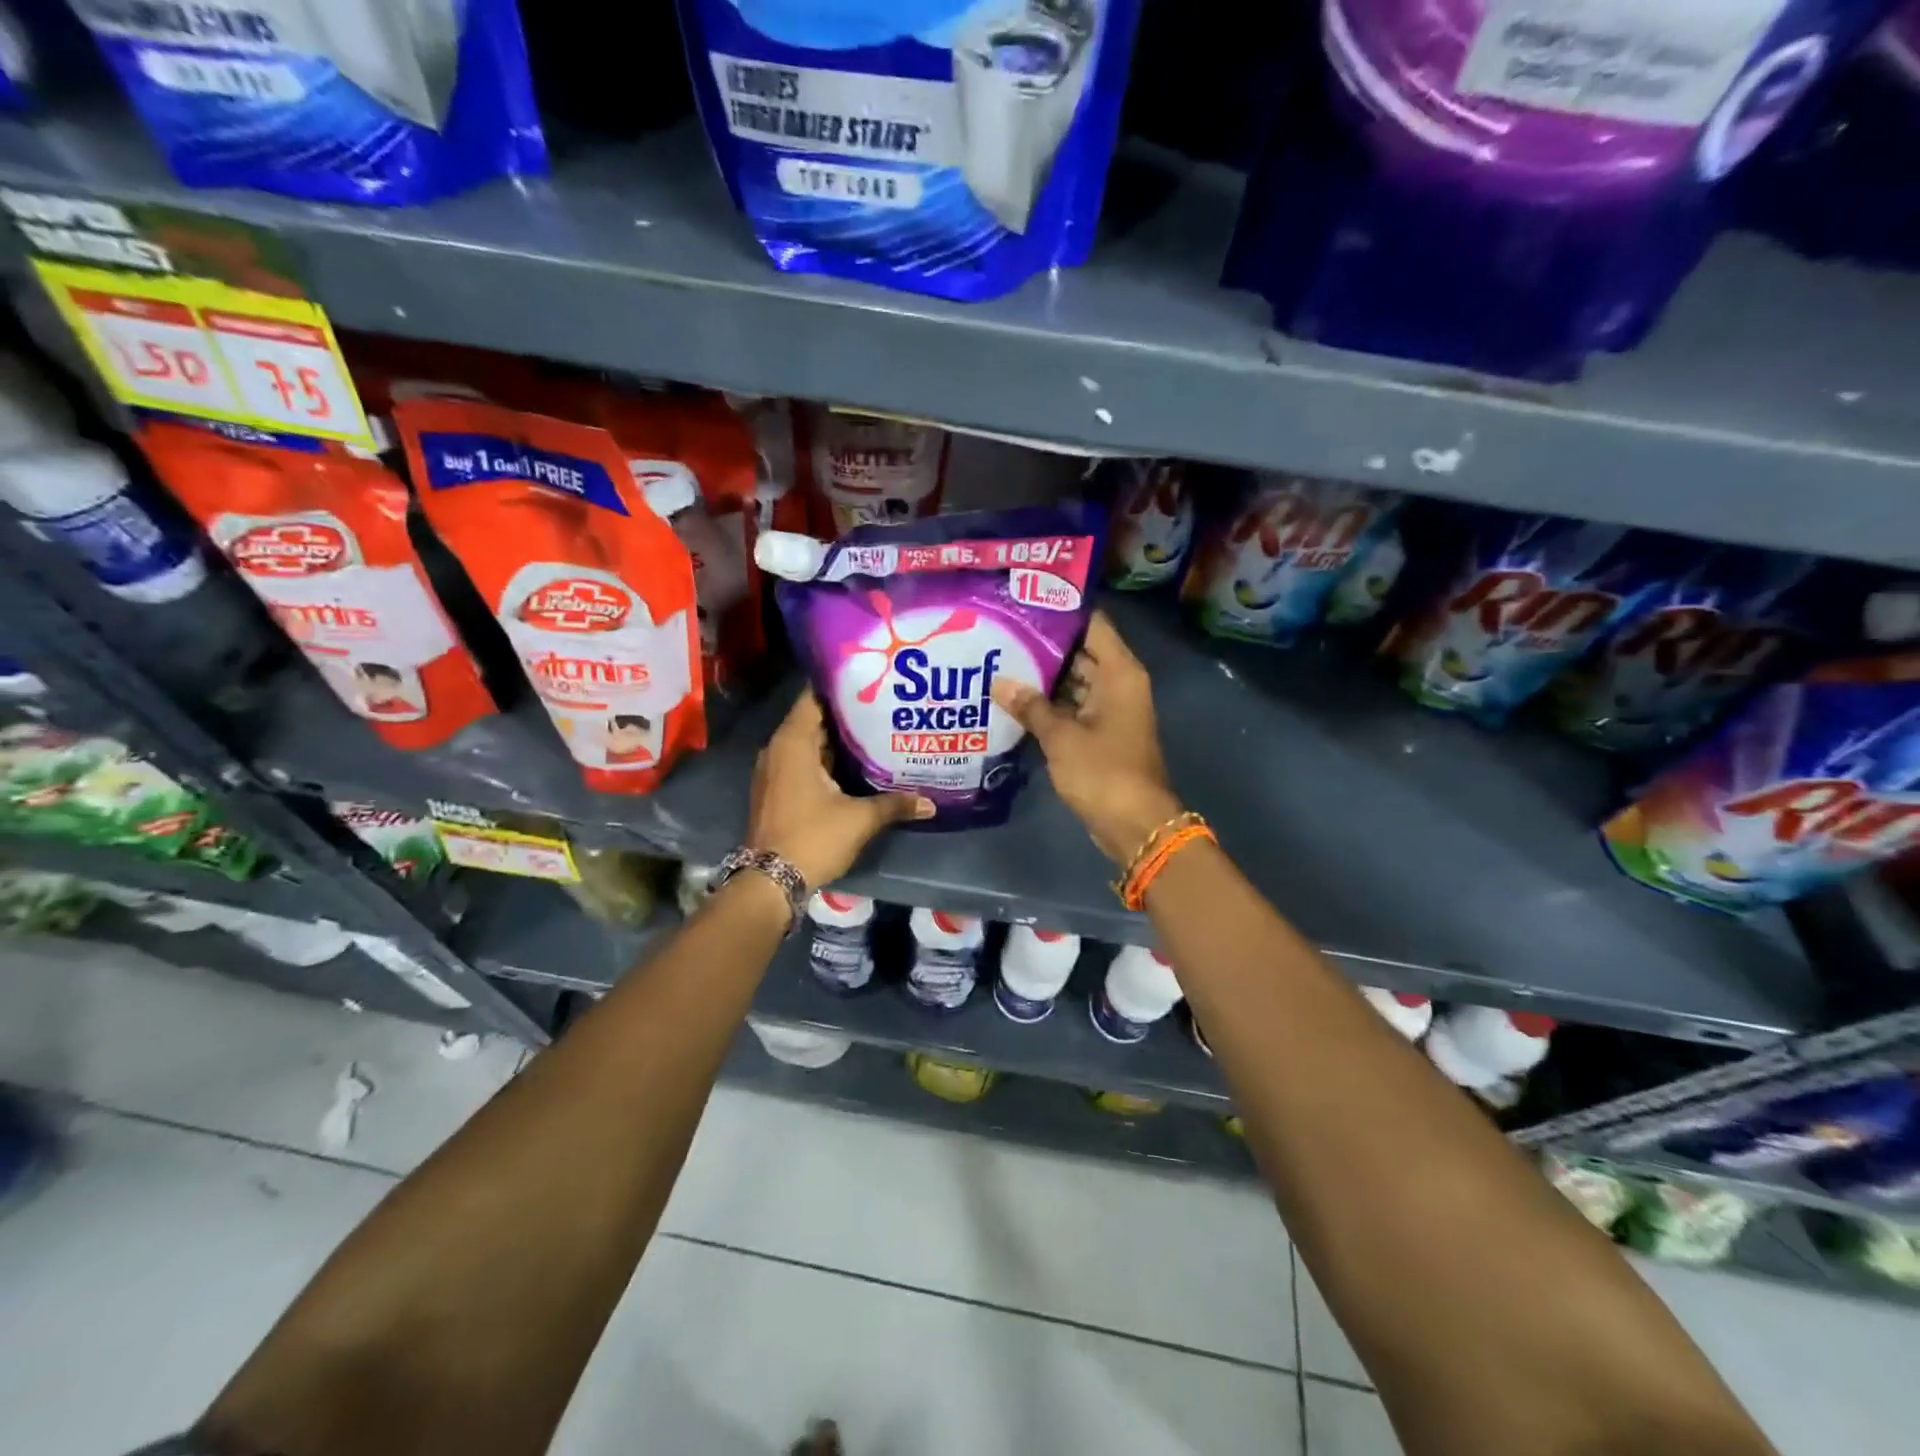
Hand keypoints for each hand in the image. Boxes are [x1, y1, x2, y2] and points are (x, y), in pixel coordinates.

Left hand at [746, 689, 933, 887]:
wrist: (770, 881)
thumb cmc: (813, 837)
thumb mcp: (860, 819)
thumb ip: (895, 804)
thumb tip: (931, 802)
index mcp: (793, 742)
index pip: (814, 697)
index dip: (841, 686)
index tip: (870, 678)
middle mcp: (778, 749)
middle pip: (814, 719)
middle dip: (847, 714)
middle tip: (883, 705)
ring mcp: (774, 770)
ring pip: (809, 743)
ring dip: (837, 739)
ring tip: (876, 730)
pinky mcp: (777, 790)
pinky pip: (803, 762)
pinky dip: (826, 759)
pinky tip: (855, 764)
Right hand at [992, 611, 1182, 864]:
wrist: (1134, 824)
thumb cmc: (1103, 772)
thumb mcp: (1061, 737)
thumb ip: (1030, 706)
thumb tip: (999, 682)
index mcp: (1119, 672)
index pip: (1092, 624)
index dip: (1061, 611)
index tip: (1023, 602)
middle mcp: (1118, 684)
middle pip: (1081, 651)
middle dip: (1044, 645)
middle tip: (1001, 633)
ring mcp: (1111, 710)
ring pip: (1075, 681)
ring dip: (1044, 677)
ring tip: (1000, 661)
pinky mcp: (1101, 733)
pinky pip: (1073, 707)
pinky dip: (1050, 704)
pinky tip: (1014, 699)